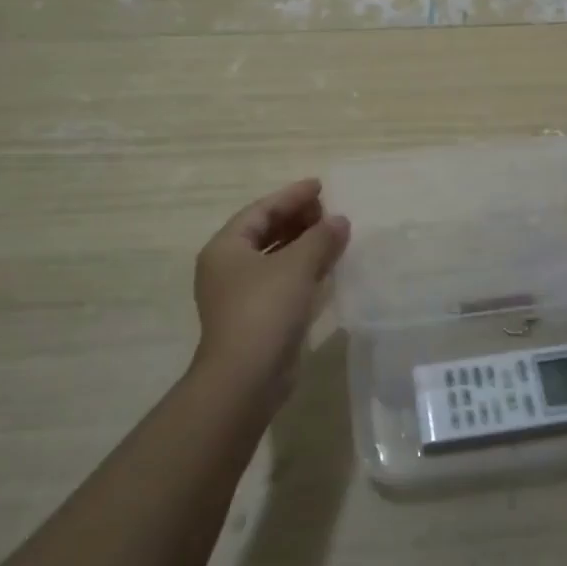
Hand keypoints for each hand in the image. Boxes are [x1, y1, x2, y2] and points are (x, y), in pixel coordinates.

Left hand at [192, 179, 350, 405]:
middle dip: (298, 219)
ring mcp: (240, 295)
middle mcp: (228, 268)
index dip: (291, 196)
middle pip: (266, 232)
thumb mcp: (297, 266)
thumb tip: (340, 220)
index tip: (320, 186)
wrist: (246, 379)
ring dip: (303, 244)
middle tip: (329, 209)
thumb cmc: (265, 311)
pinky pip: (282, 281)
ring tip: (334, 233)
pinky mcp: (256, 318)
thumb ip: (320, 238)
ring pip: (275, 258)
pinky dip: (303, 270)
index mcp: (226, 248)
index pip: (261, 211)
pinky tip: (327, 267)